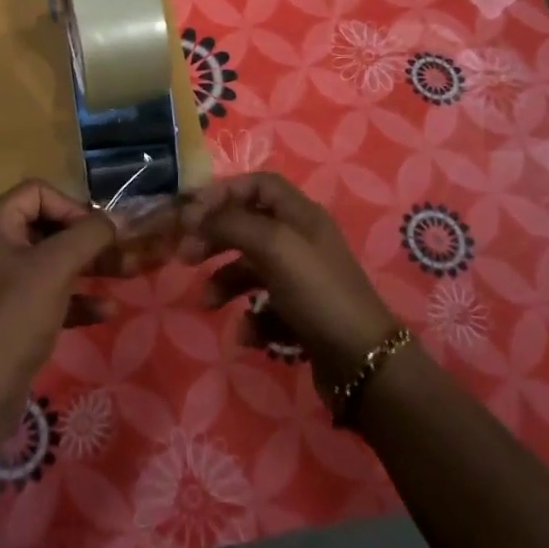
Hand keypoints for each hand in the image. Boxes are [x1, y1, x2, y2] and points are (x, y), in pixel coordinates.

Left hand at [0, 180, 118, 417]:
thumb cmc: (16, 316)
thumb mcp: (56, 267)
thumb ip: (90, 235)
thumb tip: (116, 219)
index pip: (37, 193)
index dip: (71, 206)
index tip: (96, 232)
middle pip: (47, 227)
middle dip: (88, 240)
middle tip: (122, 253)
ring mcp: (0, 283)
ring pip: (52, 262)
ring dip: (89, 267)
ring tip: (126, 274)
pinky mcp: (11, 315)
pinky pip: (48, 294)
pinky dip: (76, 298)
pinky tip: (107, 311)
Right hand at [179, 173, 399, 395]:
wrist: (363, 362)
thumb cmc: (317, 292)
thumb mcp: (272, 246)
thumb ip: (229, 223)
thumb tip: (191, 214)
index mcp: (300, 215)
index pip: (258, 185)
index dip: (224, 192)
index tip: (192, 213)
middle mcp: (301, 241)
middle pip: (249, 225)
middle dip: (215, 239)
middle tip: (185, 255)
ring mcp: (302, 279)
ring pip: (251, 270)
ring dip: (224, 283)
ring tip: (208, 303)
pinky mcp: (301, 314)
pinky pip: (265, 308)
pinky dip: (251, 319)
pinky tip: (248, 335)